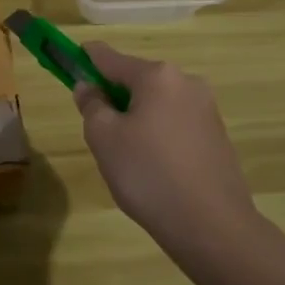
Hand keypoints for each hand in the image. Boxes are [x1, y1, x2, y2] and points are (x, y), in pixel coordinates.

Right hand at [76, 42, 284, 284]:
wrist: (212, 227)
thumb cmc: (148, 174)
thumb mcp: (104, 138)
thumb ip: (91, 105)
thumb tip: (89, 87)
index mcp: (157, 76)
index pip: (110, 57)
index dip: (85, 58)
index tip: (68, 60)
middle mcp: (186, 83)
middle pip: (136, 80)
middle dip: (113, 96)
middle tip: (98, 131)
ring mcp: (206, 109)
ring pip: (156, 104)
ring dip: (136, 118)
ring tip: (126, 158)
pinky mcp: (217, 136)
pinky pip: (175, 124)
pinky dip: (157, 135)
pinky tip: (153, 168)